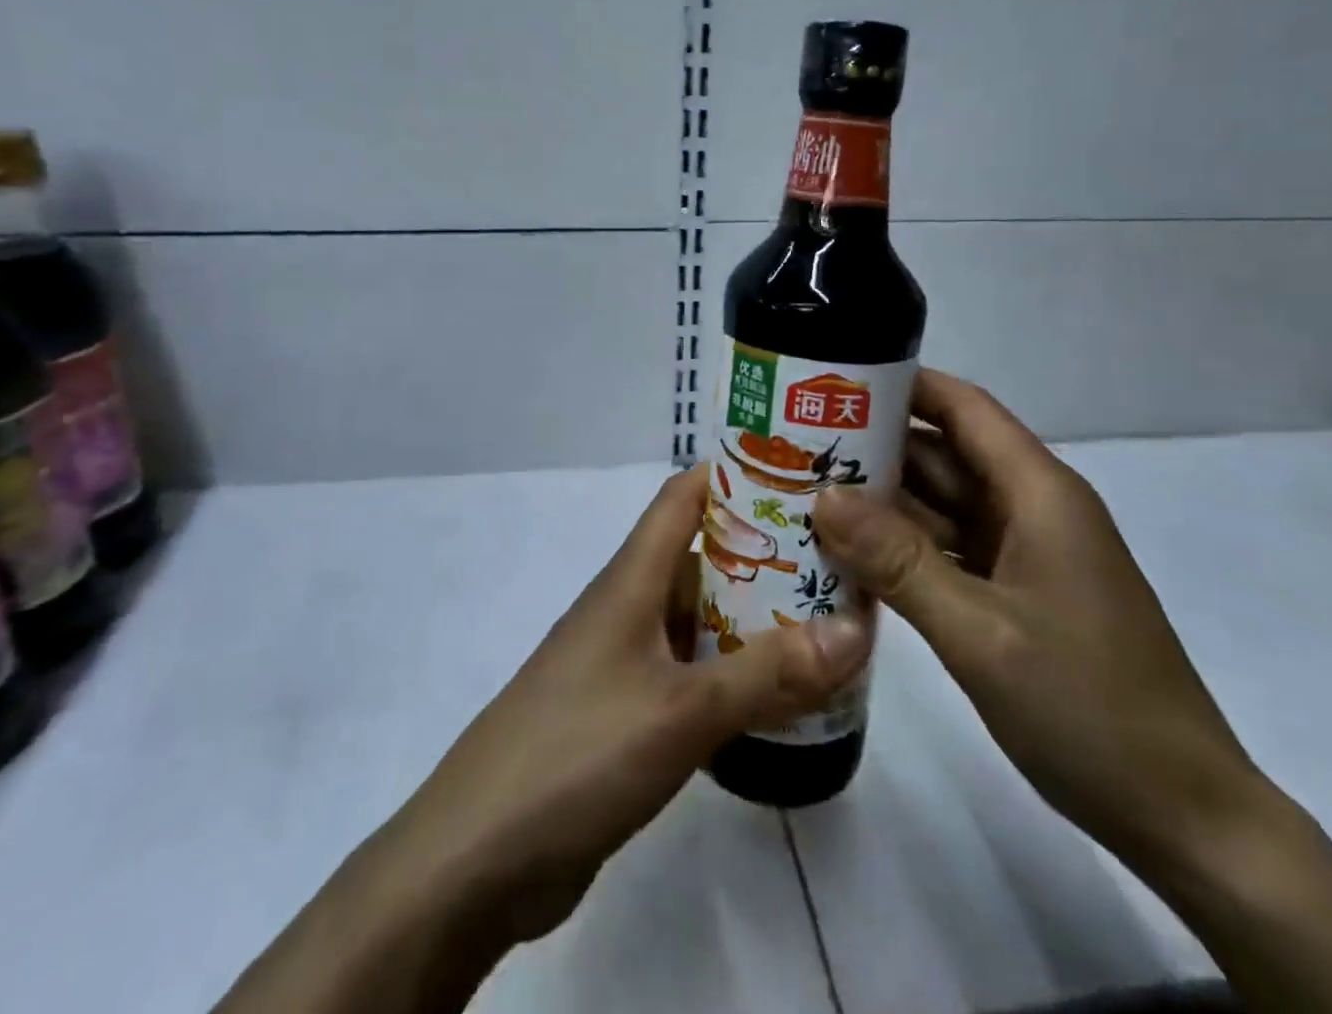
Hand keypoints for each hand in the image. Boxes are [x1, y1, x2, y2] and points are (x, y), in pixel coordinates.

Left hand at [388, 464, 871, 942]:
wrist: (477, 858)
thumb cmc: (578, 754)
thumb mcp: (682, 711)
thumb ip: (768, 673)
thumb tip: (855, 628)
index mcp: (631, 580)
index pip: (683, 497)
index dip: (734, 473)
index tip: (800, 473)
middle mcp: (627, 608)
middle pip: (700, 557)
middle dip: (764, 551)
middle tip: (837, 558)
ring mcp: (624, 663)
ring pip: (698, 619)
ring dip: (752, 617)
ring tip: (825, 621)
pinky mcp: (624, 715)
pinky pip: (689, 674)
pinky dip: (732, 674)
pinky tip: (777, 696)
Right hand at [813, 368, 1260, 880]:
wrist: (1182, 816)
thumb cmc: (1088, 708)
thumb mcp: (979, 632)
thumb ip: (898, 560)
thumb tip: (823, 496)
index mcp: (1038, 493)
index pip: (963, 407)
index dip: (902, 384)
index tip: (831, 381)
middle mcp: (1032, 509)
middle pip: (944, 454)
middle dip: (874, 446)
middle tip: (794, 445)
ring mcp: (1025, 553)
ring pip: (941, 504)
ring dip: (881, 501)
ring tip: (803, 493)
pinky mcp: (1016, 592)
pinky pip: (948, 549)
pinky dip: (901, 547)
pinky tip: (848, 555)